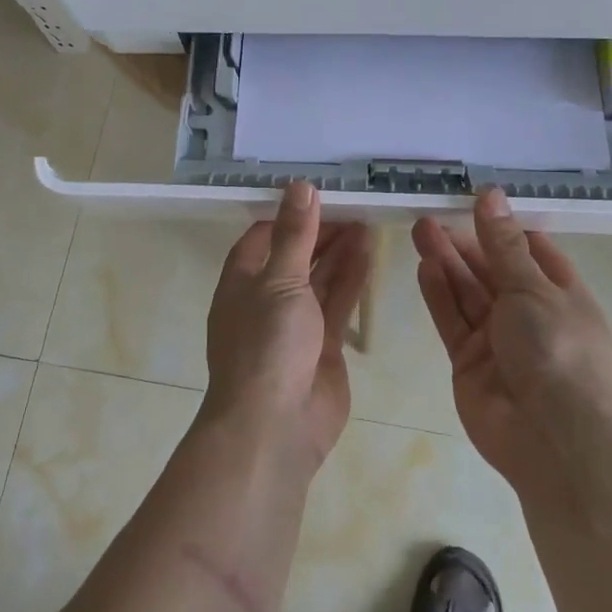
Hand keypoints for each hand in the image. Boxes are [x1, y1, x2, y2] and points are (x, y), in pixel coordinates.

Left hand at [203, 182, 370, 476]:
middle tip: (353, 205)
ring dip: (340, 252)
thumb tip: (299, 186)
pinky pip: (337, 303)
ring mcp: (295, 324)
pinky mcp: (322, 345)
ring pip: (319, 278)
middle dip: (320, 232)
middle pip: (294, 256)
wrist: (275, 425)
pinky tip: (369, 253)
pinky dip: (352, 278)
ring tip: (367, 221)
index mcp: (242, 281)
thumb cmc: (266, 345)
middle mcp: (266, 299)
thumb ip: (294, 235)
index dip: (288, 216)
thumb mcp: (279, 280)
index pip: (262, 237)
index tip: (318, 195)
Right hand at [413, 189, 611, 498]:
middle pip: (493, 270)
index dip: (504, 227)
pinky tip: (424, 267)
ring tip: (420, 229)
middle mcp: (530, 315)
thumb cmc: (558, 350)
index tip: (474, 202)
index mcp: (561, 294)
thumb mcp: (533, 287)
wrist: (554, 439)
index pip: (532, 251)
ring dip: (446, 262)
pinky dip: (439, 295)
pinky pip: (453, 321)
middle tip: (431, 215)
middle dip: (465, 243)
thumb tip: (490, 194)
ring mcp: (498, 341)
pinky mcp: (470, 363)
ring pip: (468, 293)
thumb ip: (503, 244)